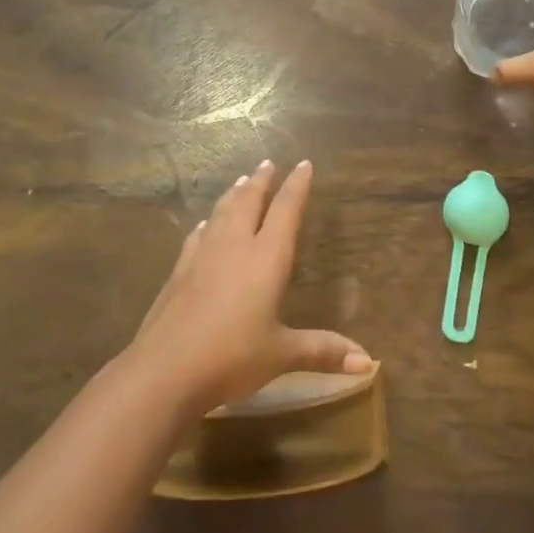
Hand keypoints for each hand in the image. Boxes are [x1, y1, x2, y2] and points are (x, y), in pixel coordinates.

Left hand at [128, 160, 372, 417]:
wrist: (166, 369)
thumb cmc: (232, 357)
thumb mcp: (282, 355)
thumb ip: (322, 351)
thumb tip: (367, 362)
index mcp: (266, 258)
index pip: (286, 210)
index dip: (297, 186)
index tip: (303, 164)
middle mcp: (235, 246)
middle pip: (249, 201)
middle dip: (261, 181)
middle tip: (268, 163)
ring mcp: (203, 255)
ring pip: (222, 212)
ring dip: (234, 194)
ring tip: (241, 180)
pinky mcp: (180, 271)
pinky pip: (198, 236)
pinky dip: (207, 224)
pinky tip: (204, 224)